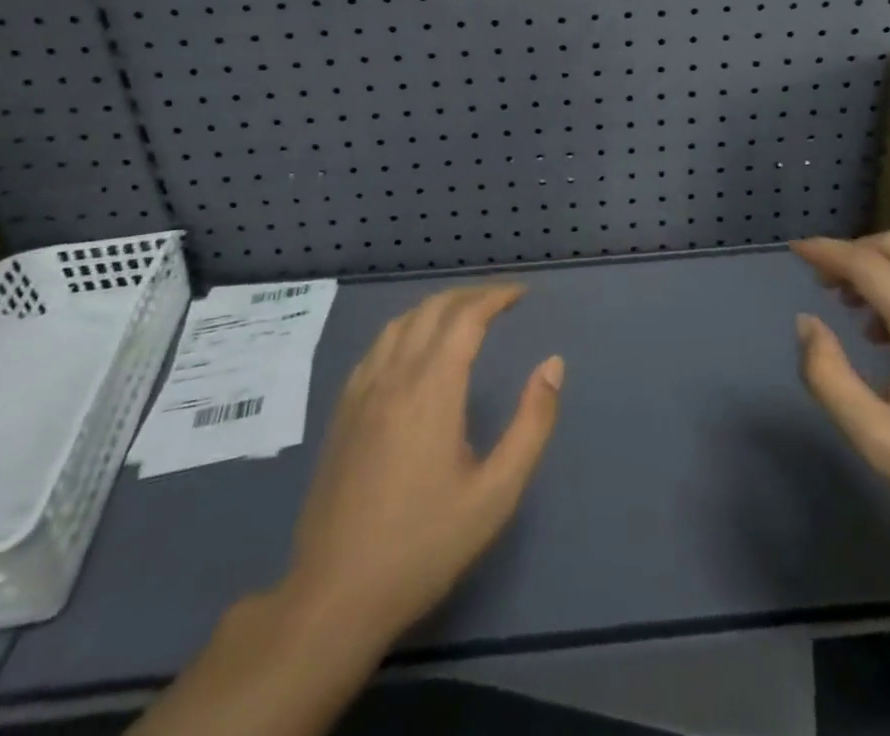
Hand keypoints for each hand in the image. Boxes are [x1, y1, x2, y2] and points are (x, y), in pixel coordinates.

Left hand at [285, 284, 563, 646]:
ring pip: (400, 322)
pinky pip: (377, 346)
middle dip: (470, 295)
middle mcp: (394, 375)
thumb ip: (532, 423)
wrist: (335, 595)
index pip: (466, 317)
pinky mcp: (342, 410)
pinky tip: (416, 349)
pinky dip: (406, 329)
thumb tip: (554, 364)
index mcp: (432, 388)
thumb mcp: (496, 493)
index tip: (522, 295)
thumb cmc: (425, 545)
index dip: (496, 297)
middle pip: (432, 309)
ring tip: (464, 316)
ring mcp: (361, 391)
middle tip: (500, 301)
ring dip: (436, 308)